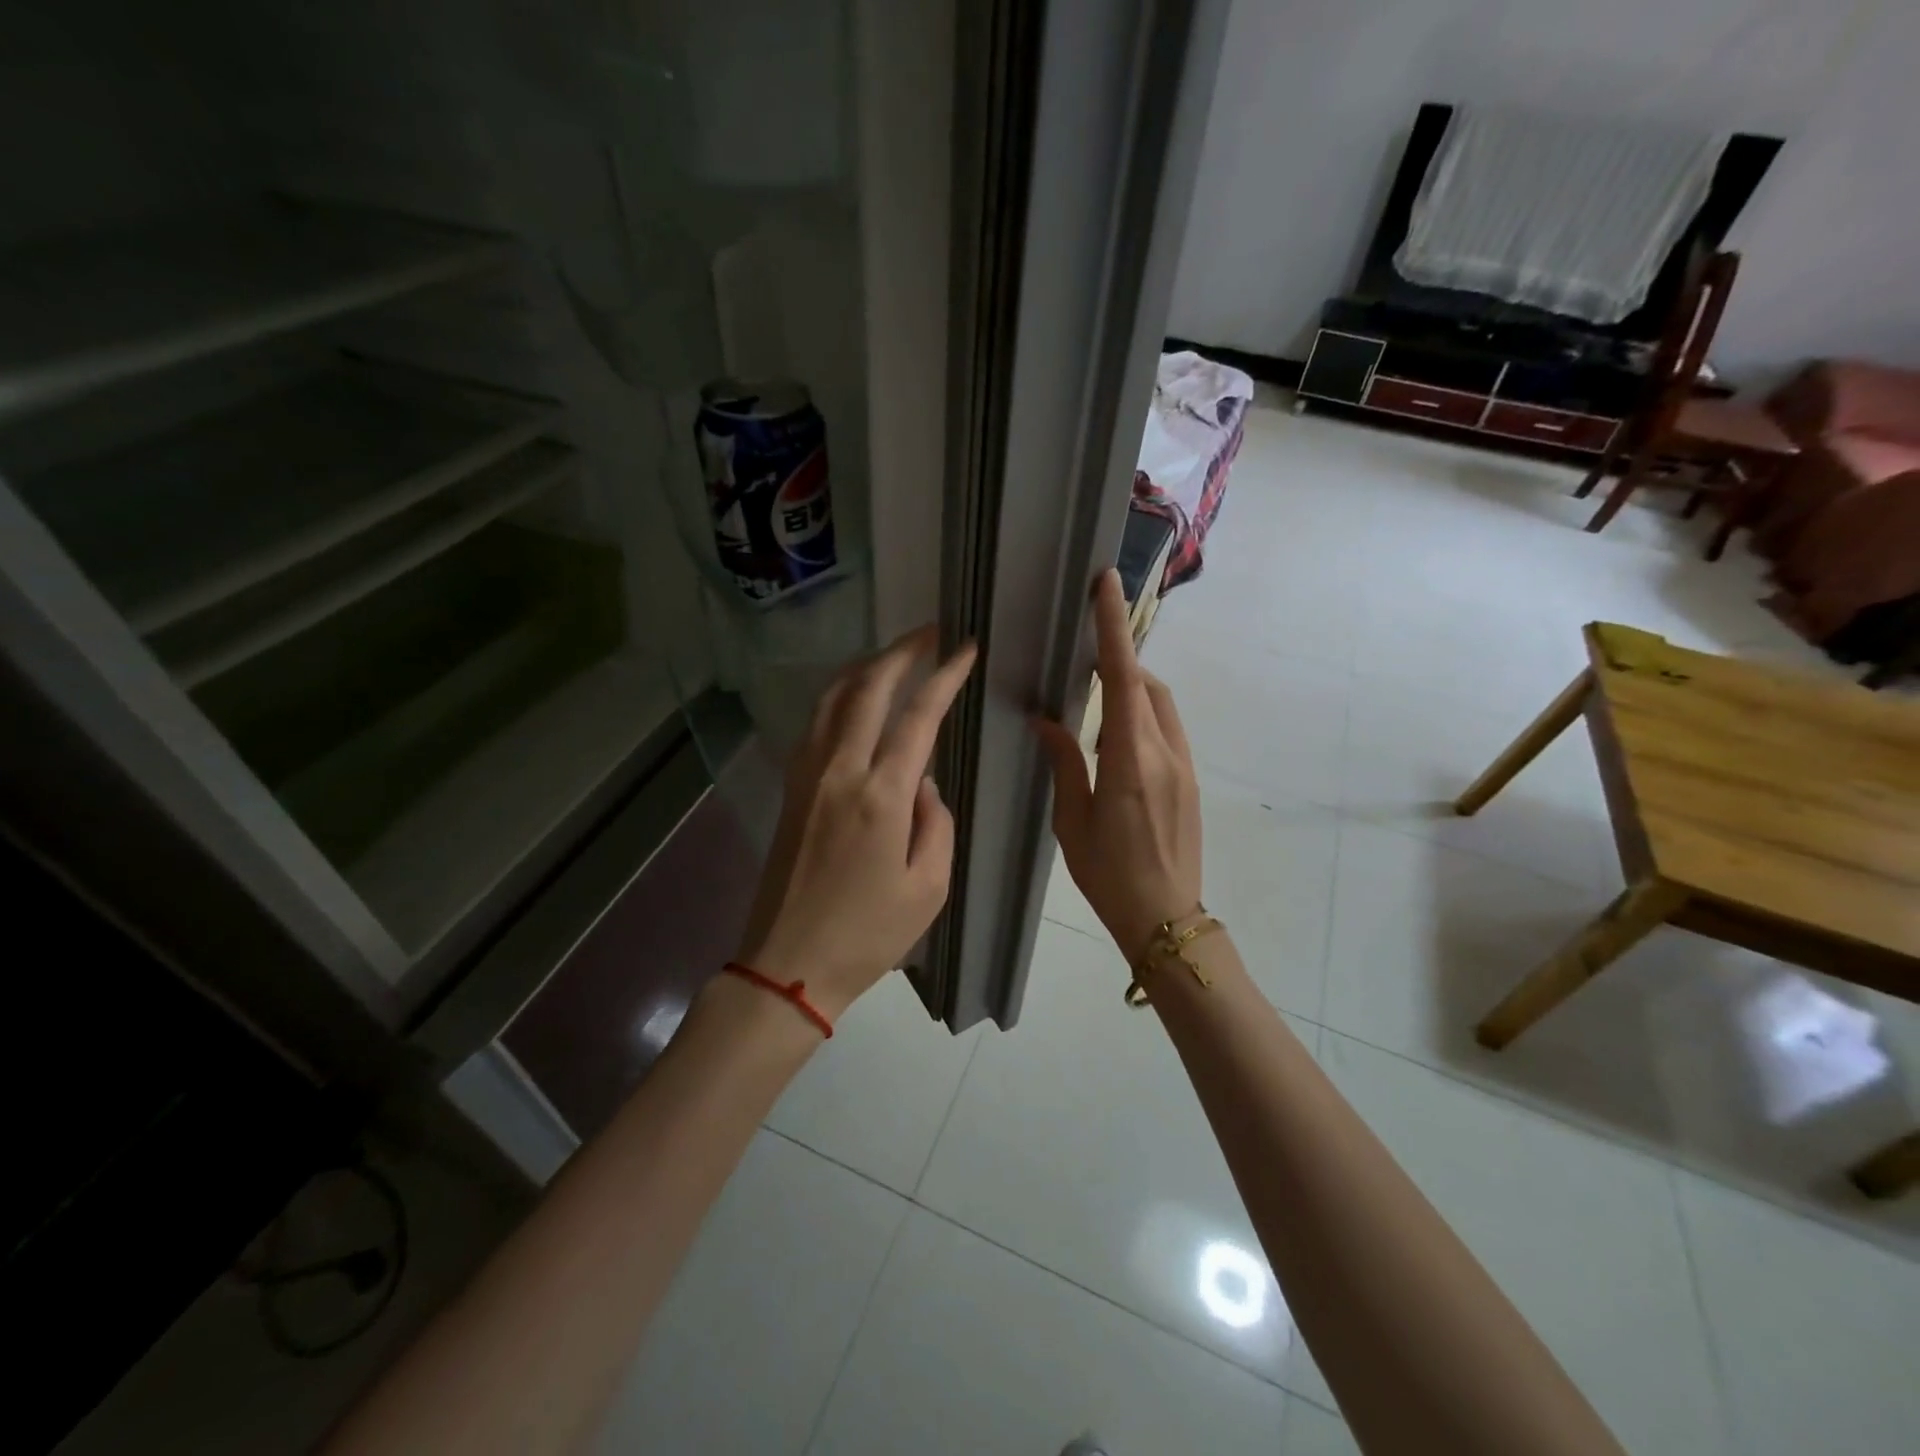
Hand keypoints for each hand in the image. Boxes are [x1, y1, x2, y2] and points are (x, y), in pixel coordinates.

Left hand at [735, 626, 977, 1020]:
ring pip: (833, 698)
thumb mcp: (928, 888)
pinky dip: (839, 696)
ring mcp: (807, 776)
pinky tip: (854, 698)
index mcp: (880, 796)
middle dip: (900, 651)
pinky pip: (815, 723)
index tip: (965, 648)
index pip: (917, 716)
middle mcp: (839, 771)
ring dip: (865, 667)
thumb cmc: (867, 935)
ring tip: (894, 655)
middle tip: (929, 632)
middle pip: (867, 688)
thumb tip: (923, 782)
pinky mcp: (791, 789)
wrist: (788, 963)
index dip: (944, 676)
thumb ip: (936, 823)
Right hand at [1033, 569, 1202, 960]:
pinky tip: (1115, 741)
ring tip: (1095, 700)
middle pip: (1146, 684)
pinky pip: (1166, 729)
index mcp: (1131, 760)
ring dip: (1132, 688)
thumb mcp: (1073, 821)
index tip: (1106, 583)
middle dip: (1120, 658)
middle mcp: (1165, 752)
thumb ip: (1064, 763)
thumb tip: (1046, 720)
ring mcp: (1184, 765)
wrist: (1166, 918)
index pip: (1124, 678)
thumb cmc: (1110, 874)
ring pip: (1160, 705)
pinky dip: (1141, 716)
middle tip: (1083, 657)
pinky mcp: (1190, 779)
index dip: (1113, 627)